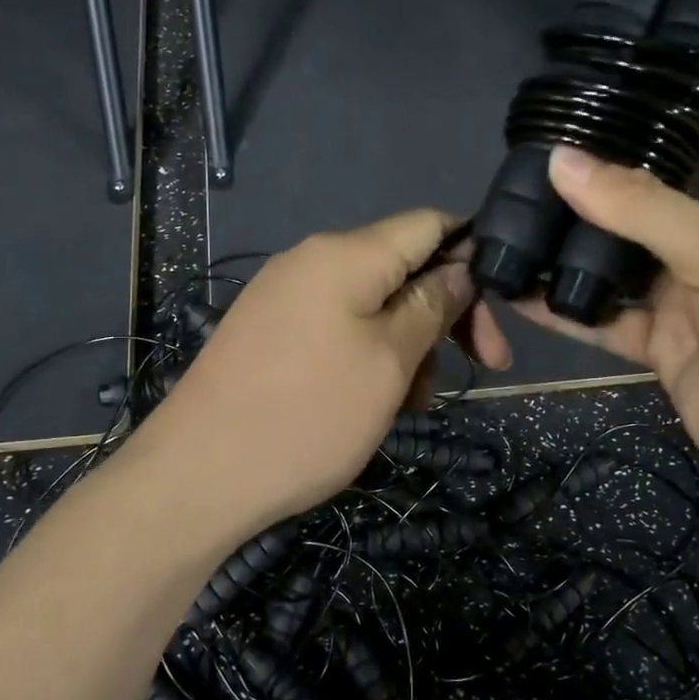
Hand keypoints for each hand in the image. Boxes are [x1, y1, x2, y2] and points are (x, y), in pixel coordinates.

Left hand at [139, 209, 511, 535]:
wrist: (198, 475)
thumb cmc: (308, 416)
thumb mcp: (389, 361)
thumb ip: (431, 306)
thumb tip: (459, 270)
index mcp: (345, 253)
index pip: (429, 223)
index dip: (473, 253)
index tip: (500, 308)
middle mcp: (312, 261)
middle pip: (402, 267)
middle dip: (445, 314)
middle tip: (480, 368)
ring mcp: (284, 297)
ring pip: (373, 305)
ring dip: (409, 345)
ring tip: (413, 404)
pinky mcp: (269, 333)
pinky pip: (338, 329)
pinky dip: (370, 357)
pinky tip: (375, 404)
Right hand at [507, 122, 698, 515]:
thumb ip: (641, 207)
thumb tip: (561, 161)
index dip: (651, 114)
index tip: (583, 100)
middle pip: (647, 199)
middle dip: (593, 183)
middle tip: (522, 162)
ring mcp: (689, 295)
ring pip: (618, 261)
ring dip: (570, 248)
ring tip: (507, 220)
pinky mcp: (664, 345)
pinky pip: (607, 318)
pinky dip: (565, 309)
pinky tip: (517, 292)